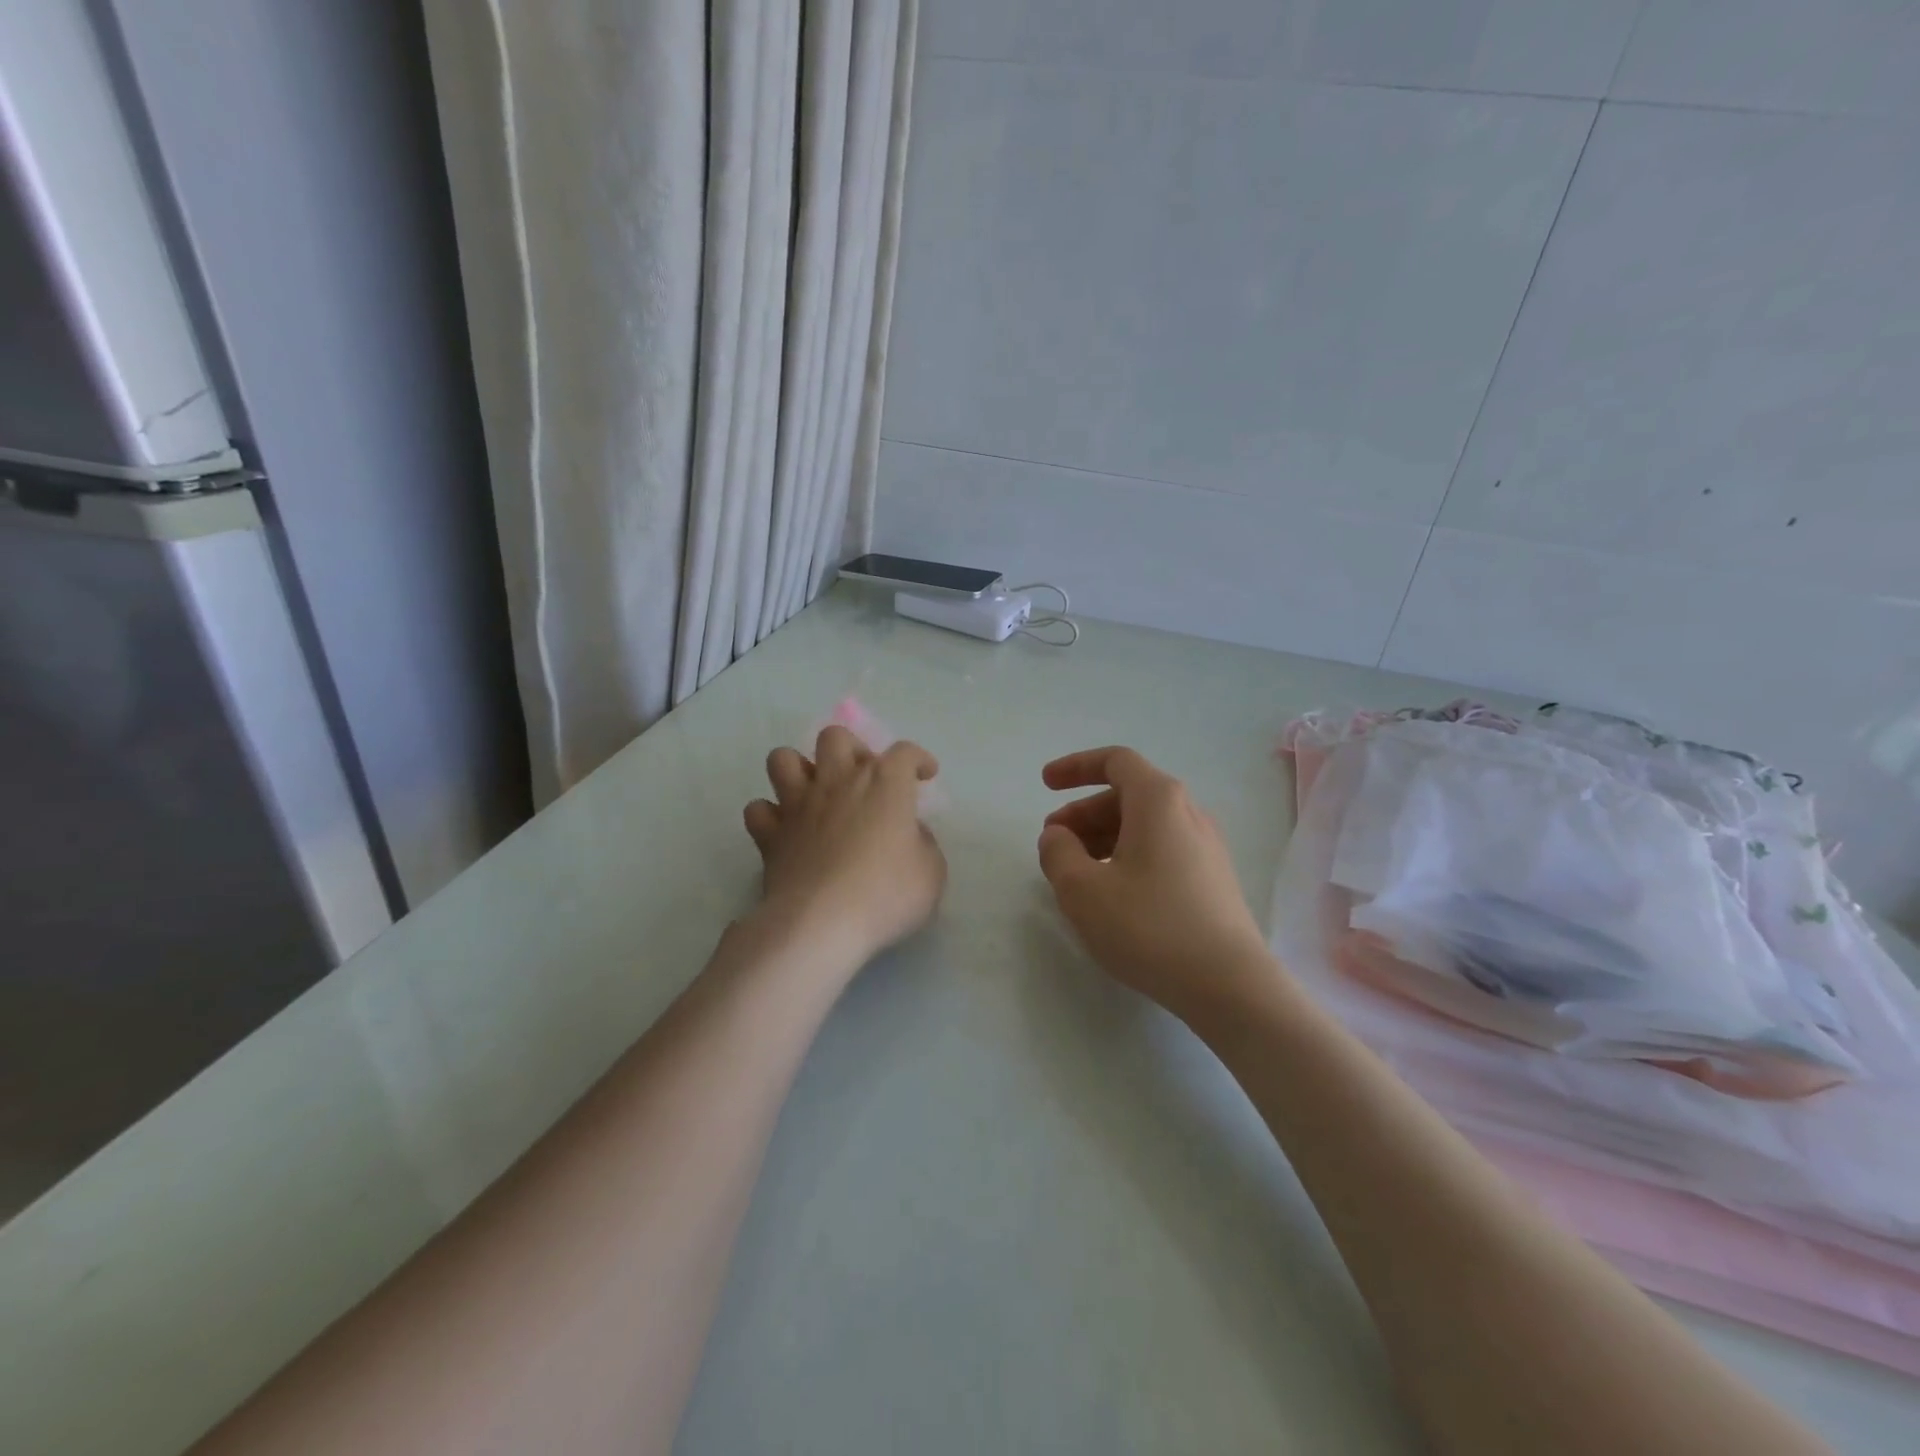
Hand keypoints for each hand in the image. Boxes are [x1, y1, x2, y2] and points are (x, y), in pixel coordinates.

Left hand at [743, 726, 945, 967]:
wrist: (823, 923)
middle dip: (851, 749)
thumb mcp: (931, 872)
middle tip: (862, 779)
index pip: (904, 752)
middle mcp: (838, 781)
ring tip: (814, 793)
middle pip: (835, 737)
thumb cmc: (887, 894)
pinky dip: (770, 815)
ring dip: (799, 770)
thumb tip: (908, 832)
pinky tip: (784, 830)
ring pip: (783, 759)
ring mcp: (797, 804)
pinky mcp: (769, 834)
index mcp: (884, 783)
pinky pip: (758, 809)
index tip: (923, 775)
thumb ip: (923, 843)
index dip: (917, 759)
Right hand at [1037, 746, 1274, 1016]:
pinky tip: (1113, 893)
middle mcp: (1188, 813)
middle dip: (1084, 812)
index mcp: (1158, 801)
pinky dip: (1128, 856)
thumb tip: (1058, 836)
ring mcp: (1206, 847)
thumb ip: (1058, 852)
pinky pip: (1162, 850)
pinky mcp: (1213, 880)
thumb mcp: (1082, 889)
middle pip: (1128, 795)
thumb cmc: (1148, 927)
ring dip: (1104, 837)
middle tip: (1054, 842)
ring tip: (1077, 872)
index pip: (1115, 761)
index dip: (1076, 766)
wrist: (1230, 986)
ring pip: (1145, 825)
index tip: (1045, 784)